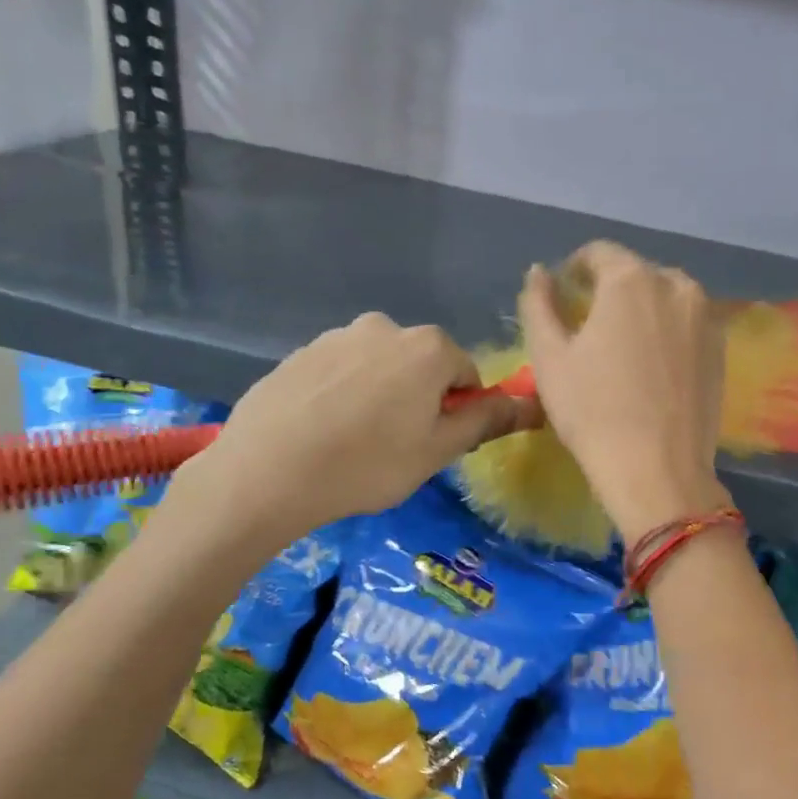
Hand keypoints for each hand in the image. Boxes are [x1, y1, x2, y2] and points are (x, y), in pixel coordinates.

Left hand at [194, 312, 537, 539]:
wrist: (268, 471)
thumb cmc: (367, 464)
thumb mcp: (437, 451)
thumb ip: (485, 420)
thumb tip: (529, 402)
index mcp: (428, 347)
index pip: (465, 374)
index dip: (457, 411)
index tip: (433, 444)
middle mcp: (385, 327)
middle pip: (420, 366)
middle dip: (418, 400)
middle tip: (395, 447)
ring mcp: (337, 336)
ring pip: (378, 368)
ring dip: (379, 396)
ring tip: (353, 443)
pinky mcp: (301, 353)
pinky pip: (339, 373)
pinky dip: (341, 396)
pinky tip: (322, 431)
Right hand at [519, 241, 730, 540]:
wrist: (656, 469)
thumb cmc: (592, 410)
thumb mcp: (549, 357)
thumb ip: (538, 304)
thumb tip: (539, 272)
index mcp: (631, 280)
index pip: (598, 252)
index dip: (575, 268)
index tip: (563, 293)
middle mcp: (676, 286)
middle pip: (635, 273)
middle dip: (609, 290)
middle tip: (588, 327)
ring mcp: (706, 317)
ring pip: (665, 297)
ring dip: (641, 310)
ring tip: (621, 347)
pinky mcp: (721, 349)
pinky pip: (687, 325)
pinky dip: (666, 332)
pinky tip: (651, 367)